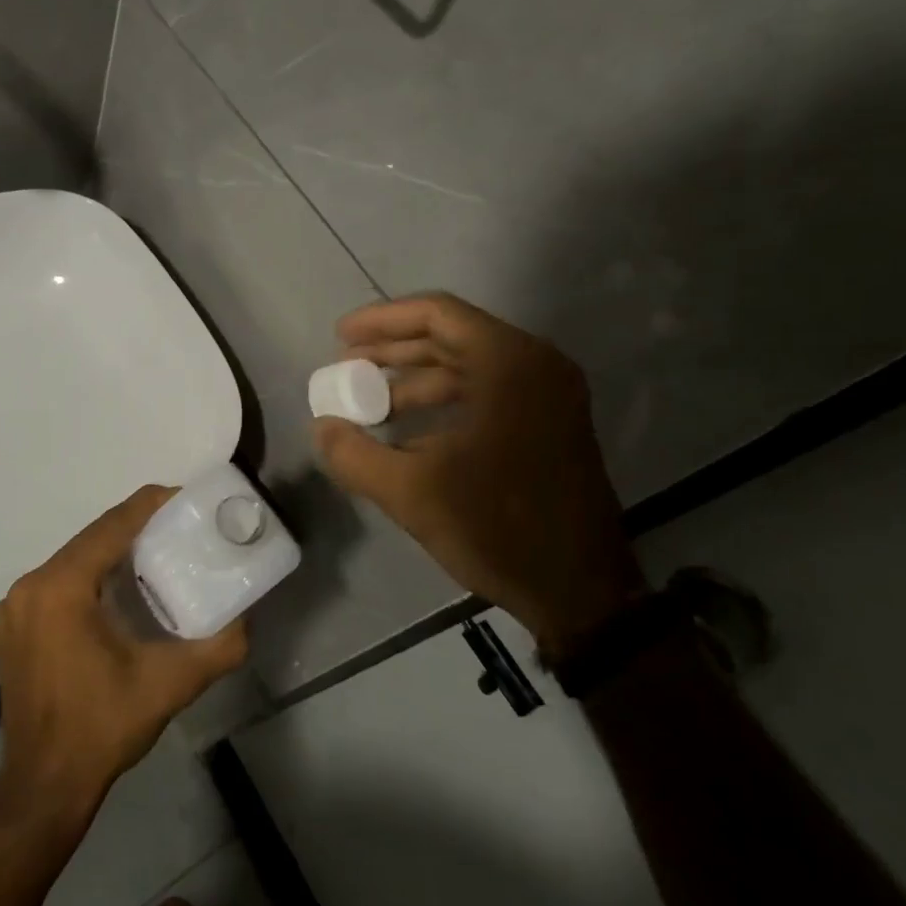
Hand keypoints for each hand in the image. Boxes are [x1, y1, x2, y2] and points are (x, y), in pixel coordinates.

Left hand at [0, 487, 248, 816]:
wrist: (43, 786)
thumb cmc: (103, 728)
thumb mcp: (170, 685)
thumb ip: (218, 647)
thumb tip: (247, 619)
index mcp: (62, 587)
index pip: (112, 525)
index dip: (151, 505)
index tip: (186, 499)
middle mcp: (31, 585)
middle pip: (92, 537)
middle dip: (136, 527)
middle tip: (179, 528)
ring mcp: (16, 606)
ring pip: (74, 558)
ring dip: (113, 551)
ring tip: (157, 553)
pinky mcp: (14, 625)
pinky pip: (59, 581)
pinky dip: (90, 574)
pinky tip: (119, 590)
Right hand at [312, 293, 644, 660]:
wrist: (582, 592)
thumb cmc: (498, 528)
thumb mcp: (411, 492)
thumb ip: (354, 454)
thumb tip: (323, 427)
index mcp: (509, 363)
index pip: (437, 313)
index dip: (382, 320)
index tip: (340, 338)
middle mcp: (535, 365)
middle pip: (451, 336)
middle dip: (393, 350)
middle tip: (345, 366)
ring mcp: (549, 395)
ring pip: (468, 367)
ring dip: (415, 380)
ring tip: (367, 404)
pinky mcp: (550, 424)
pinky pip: (486, 394)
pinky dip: (443, 404)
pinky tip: (406, 432)